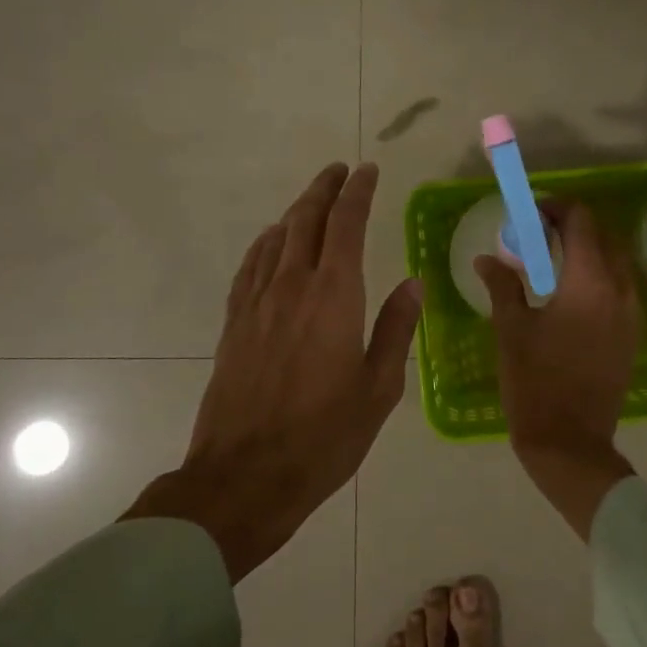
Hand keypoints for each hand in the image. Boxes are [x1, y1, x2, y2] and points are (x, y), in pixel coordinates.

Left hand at [125, 163, 422, 581]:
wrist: (245, 476)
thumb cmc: (325, 436)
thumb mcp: (379, 388)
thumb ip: (396, 329)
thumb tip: (412, 284)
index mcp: (334, 298)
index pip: (345, 226)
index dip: (357, 194)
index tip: (367, 171)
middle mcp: (292, 289)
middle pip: (305, 222)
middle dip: (324, 190)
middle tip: (339, 170)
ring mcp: (256, 305)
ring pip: (275, 240)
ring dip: (295, 212)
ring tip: (311, 200)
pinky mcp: (234, 325)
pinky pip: (249, 268)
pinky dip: (264, 245)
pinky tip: (270, 242)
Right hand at [475, 200, 640, 538]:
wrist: (570, 442)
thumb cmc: (534, 382)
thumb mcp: (511, 329)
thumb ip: (502, 285)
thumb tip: (487, 258)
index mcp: (589, 282)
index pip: (581, 221)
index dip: (556, 208)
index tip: (530, 216)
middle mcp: (620, 290)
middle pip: (604, 237)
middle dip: (572, 228)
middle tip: (538, 238)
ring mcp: (632, 313)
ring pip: (616, 263)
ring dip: (588, 252)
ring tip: (552, 266)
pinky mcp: (633, 334)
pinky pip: (620, 289)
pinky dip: (598, 277)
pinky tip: (569, 296)